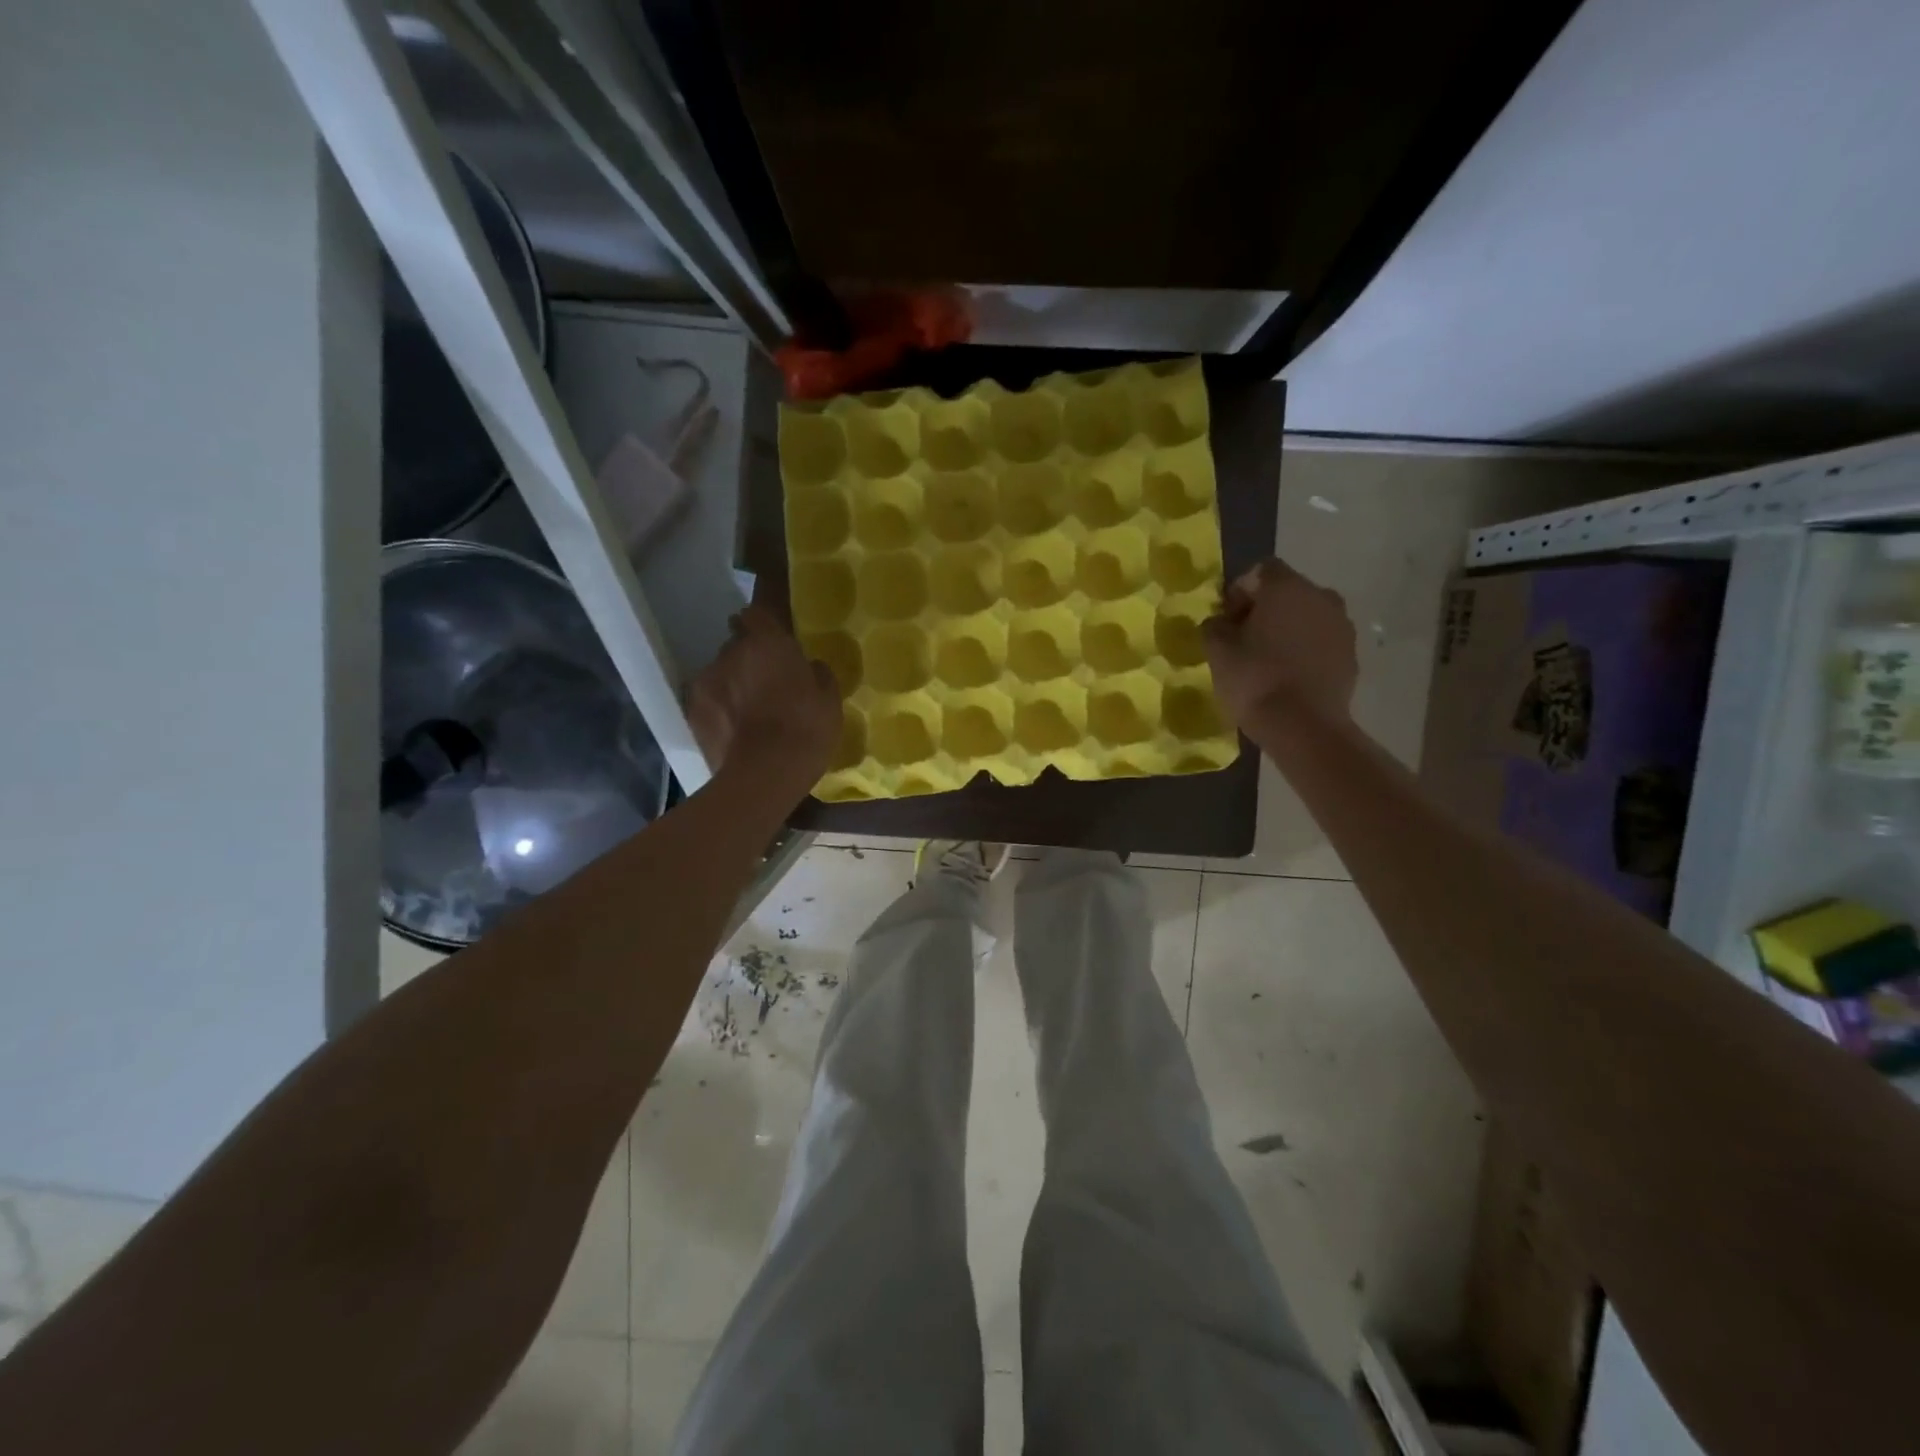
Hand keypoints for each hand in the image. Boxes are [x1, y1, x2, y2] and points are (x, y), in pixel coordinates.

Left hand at [686, 605, 841, 796]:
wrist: (764, 775)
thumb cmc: (806, 729)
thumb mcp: (829, 699)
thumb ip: (817, 674)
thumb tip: (810, 666)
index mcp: (767, 642)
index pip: (756, 613)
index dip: (763, 625)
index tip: (773, 640)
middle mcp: (731, 652)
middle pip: (736, 645)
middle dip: (748, 658)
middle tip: (766, 681)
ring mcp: (706, 681)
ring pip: (719, 673)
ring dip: (731, 684)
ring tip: (747, 711)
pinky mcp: (692, 711)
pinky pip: (708, 702)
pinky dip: (718, 710)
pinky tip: (733, 730)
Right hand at [1202, 558, 1357, 729]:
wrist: (1304, 726)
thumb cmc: (1255, 679)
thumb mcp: (1217, 650)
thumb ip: (1215, 626)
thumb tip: (1221, 621)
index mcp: (1287, 587)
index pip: (1260, 570)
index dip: (1239, 590)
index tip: (1226, 618)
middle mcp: (1321, 596)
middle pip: (1287, 592)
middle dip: (1265, 609)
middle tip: (1243, 638)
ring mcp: (1342, 626)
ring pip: (1307, 616)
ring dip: (1287, 629)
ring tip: (1267, 659)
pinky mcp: (1351, 655)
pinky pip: (1321, 641)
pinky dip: (1305, 650)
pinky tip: (1288, 675)